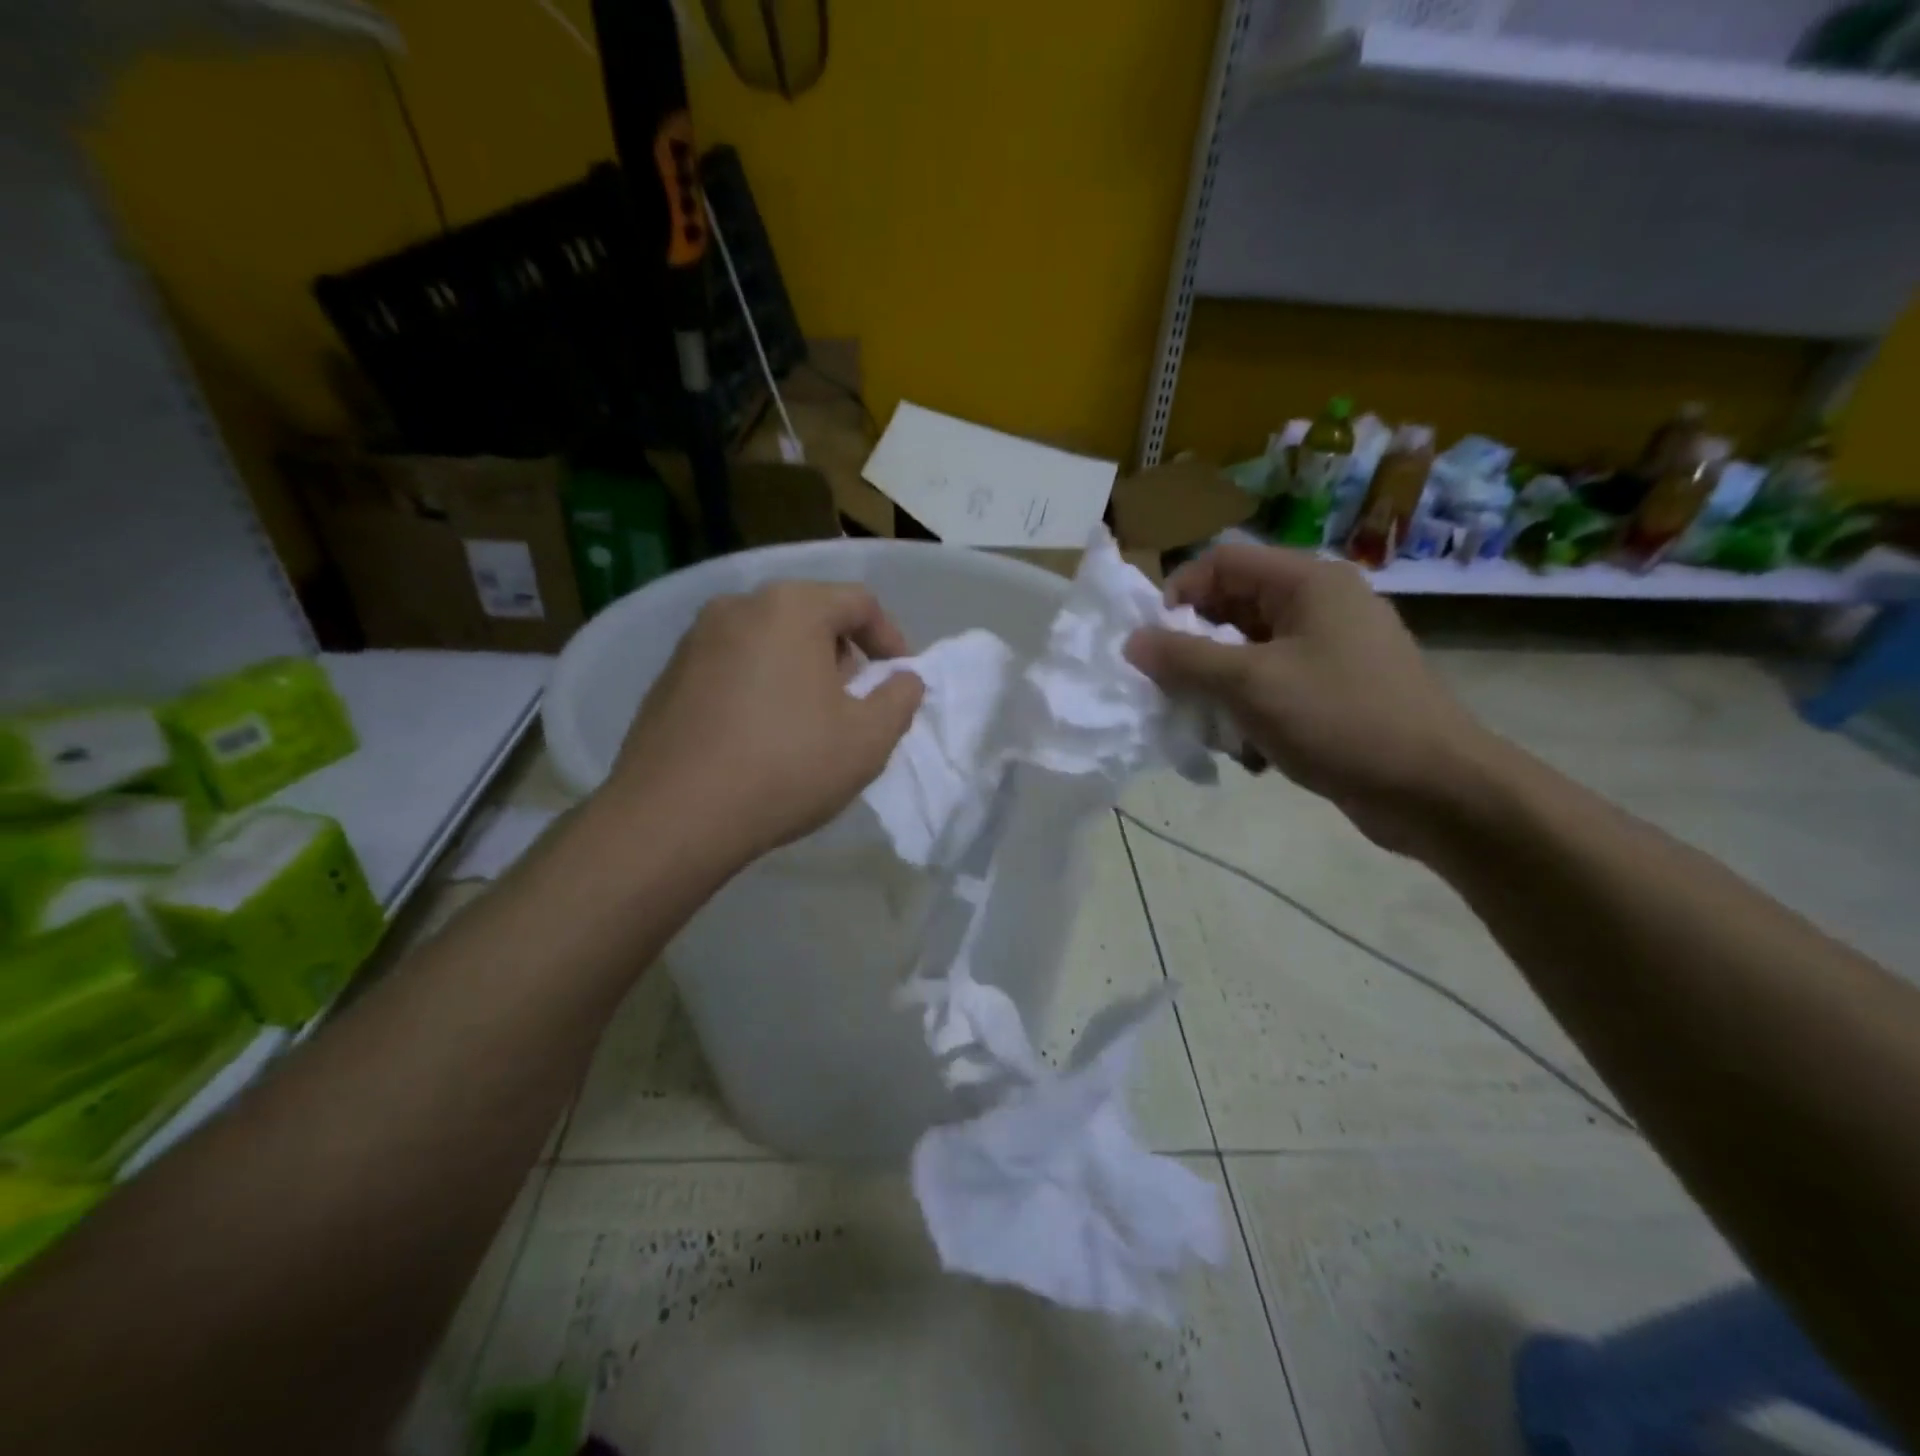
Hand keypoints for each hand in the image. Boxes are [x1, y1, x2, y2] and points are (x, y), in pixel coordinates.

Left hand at [607, 582, 923, 862]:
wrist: (672, 817)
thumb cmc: (785, 767)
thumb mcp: (867, 739)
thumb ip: (901, 698)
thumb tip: (904, 679)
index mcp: (790, 608)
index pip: (859, 602)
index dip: (891, 638)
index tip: (899, 680)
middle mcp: (737, 606)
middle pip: (810, 615)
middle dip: (844, 655)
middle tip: (855, 703)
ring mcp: (694, 640)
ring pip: (769, 641)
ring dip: (801, 671)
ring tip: (809, 723)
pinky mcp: (668, 675)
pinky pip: (732, 666)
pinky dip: (760, 686)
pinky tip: (760, 737)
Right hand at [1125, 542, 1496, 857]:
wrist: (1435, 791)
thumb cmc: (1340, 720)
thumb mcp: (1250, 685)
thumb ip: (1184, 659)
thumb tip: (1133, 641)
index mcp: (1308, 583)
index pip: (1222, 562)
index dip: (1179, 594)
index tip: (1155, 645)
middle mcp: (1321, 606)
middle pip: (1233, 609)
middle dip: (1197, 652)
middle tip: (1177, 692)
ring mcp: (1332, 651)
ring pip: (1249, 655)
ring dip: (1221, 691)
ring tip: (1217, 731)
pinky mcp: (1337, 692)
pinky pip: (1274, 688)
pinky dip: (1252, 714)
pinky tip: (1253, 753)